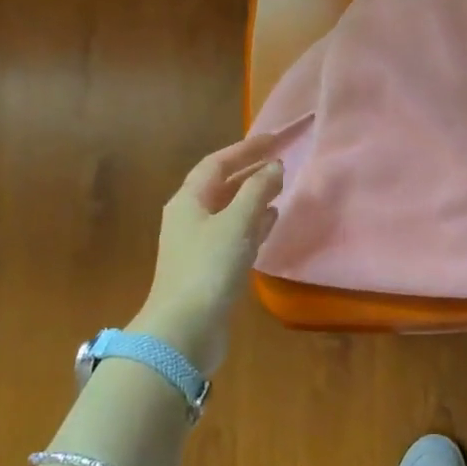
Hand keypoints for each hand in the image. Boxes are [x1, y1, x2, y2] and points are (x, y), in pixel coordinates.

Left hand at [128, 134, 284, 375]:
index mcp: (188, 201)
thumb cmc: (208, 267)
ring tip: (281, 185)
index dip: (245, 149)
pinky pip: (236, 233)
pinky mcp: (211, 267)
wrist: (185, 328)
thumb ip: (257, 192)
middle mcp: (190, 218)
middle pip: (222, 185)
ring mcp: (200, 244)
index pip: (217, 163)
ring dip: (254, 195)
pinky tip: (272, 221)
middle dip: (250, 170)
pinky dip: (254, 222)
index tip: (275, 138)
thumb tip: (274, 166)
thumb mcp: (236, 223)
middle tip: (281, 159)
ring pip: (230, 209)